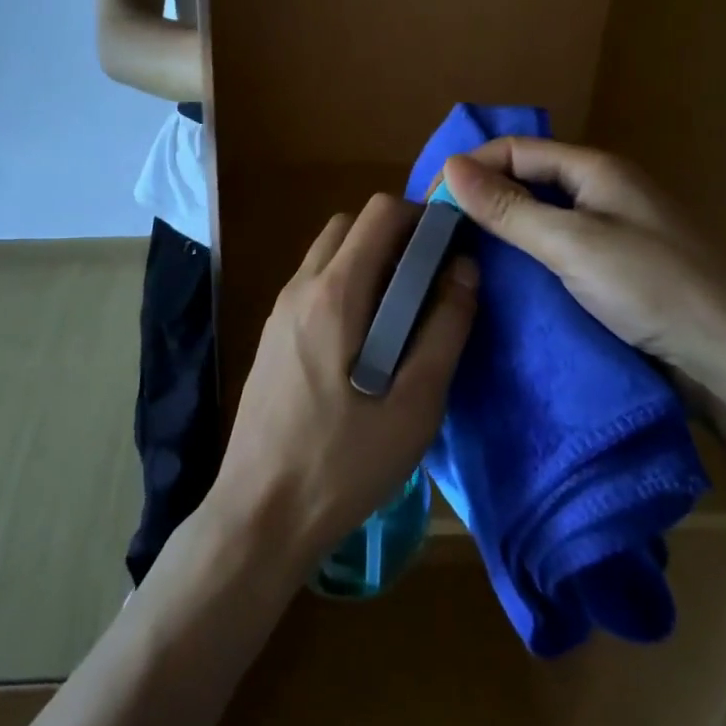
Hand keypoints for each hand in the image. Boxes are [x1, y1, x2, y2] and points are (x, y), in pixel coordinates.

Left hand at [208, 195, 478, 571]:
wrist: (260, 512)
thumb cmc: (343, 462)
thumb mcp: (414, 406)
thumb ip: (444, 330)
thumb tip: (465, 269)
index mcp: (334, 292)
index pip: (378, 213)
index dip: (420, 216)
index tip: (449, 246)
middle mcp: (301, 286)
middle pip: (349, 224)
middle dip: (393, 234)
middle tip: (429, 278)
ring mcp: (280, 309)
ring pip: (328, 252)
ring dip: (367, 259)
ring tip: (403, 311)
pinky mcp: (272, 334)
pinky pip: (313, 283)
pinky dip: (345, 284)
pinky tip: (366, 340)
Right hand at [441, 139, 725, 382]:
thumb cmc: (654, 289)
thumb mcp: (572, 244)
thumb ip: (509, 208)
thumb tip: (449, 167)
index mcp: (596, 170)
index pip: (516, 150)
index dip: (472, 169)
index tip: (431, 205)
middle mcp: (604, 192)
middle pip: (529, 181)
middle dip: (484, 200)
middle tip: (440, 235)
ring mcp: (614, 234)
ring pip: (543, 218)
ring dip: (505, 233)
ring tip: (463, 259)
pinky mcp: (619, 272)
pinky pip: (560, 251)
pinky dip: (530, 260)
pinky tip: (507, 283)